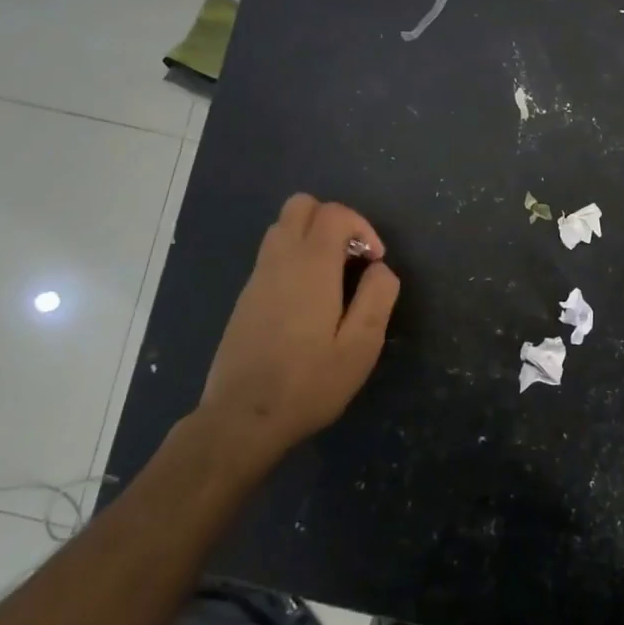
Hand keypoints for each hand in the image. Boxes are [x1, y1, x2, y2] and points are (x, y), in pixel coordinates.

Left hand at [194, 193, 400, 473]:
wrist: (242, 418)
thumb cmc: (308, 383)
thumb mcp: (360, 346)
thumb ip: (377, 297)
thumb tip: (381, 269)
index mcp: (311, 265)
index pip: (334, 213)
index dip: (362, 227)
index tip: (374, 262)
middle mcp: (280, 260)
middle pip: (301, 205)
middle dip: (334, 220)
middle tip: (352, 258)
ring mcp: (257, 278)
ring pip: (282, 227)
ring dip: (312, 237)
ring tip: (333, 278)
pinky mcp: (245, 298)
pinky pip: (272, 255)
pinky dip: (295, 258)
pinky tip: (308, 303)